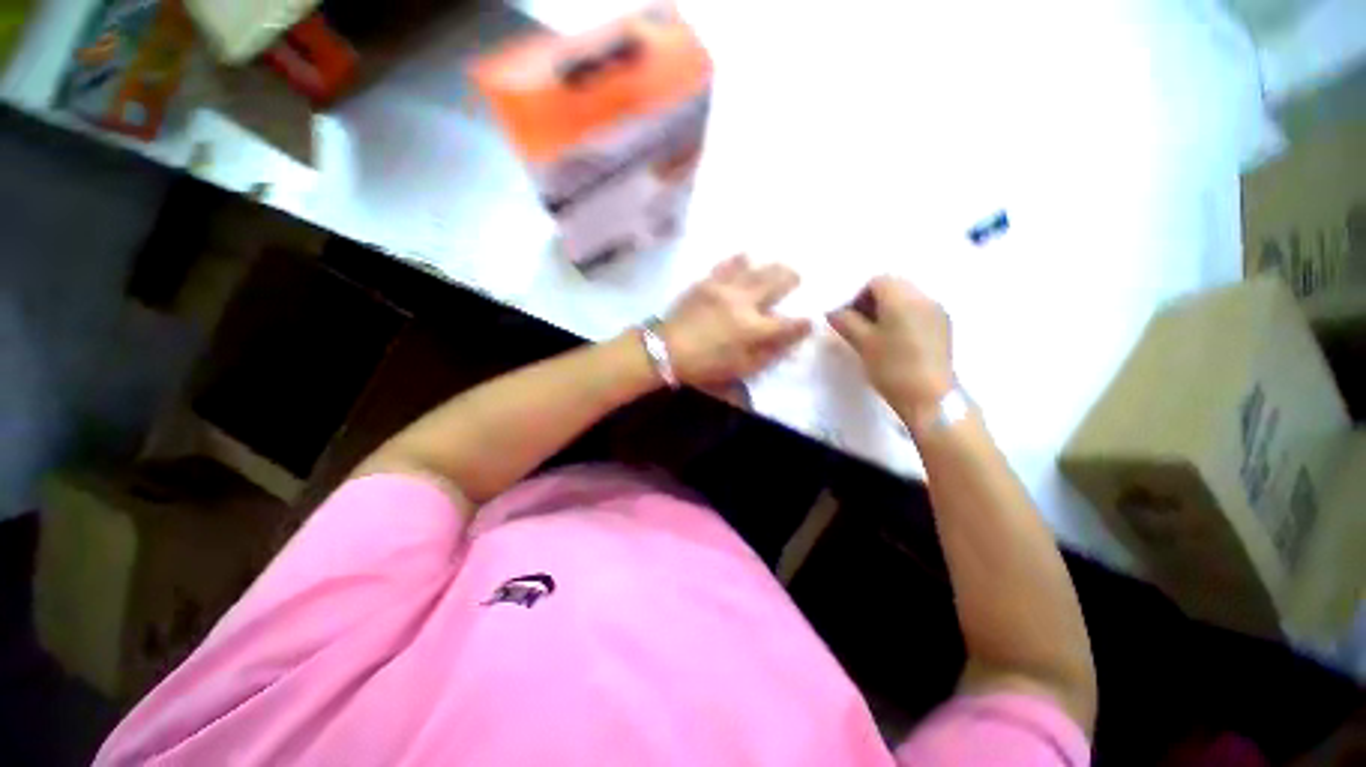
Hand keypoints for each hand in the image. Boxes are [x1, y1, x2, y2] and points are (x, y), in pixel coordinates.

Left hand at [662, 255, 812, 385]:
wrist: (665, 349)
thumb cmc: (705, 365)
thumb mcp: (740, 368)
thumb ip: (768, 354)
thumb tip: (791, 340)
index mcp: (753, 329)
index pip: (787, 324)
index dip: (802, 323)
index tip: (810, 320)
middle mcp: (744, 303)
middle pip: (776, 283)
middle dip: (791, 279)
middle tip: (796, 276)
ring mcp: (724, 288)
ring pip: (755, 269)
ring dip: (771, 266)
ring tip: (779, 265)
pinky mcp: (706, 282)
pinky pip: (727, 265)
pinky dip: (739, 260)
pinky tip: (746, 256)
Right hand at [827, 276, 954, 421]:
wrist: (930, 398)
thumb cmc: (892, 367)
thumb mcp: (862, 343)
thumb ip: (846, 322)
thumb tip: (833, 311)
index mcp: (902, 298)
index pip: (876, 281)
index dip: (856, 294)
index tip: (846, 315)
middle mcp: (923, 297)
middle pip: (893, 286)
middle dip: (872, 300)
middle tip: (857, 323)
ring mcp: (937, 311)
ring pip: (906, 298)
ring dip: (887, 308)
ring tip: (874, 332)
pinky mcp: (943, 326)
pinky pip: (918, 310)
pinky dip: (902, 316)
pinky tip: (894, 339)